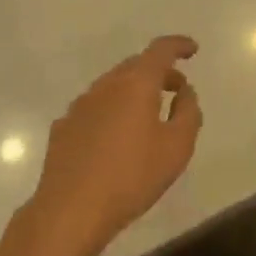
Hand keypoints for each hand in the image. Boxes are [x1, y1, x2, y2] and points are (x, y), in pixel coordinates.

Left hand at [25, 36, 202, 255]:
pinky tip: (115, 139)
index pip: (160, 50)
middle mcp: (105, 85)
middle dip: (159, 72)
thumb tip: (184, 92)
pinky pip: (95, 108)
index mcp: (135, 84)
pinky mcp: (63, 127)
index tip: (192, 49)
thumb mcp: (177, 147)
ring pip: (113, 86)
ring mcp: (80, 105)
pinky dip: (112, 111)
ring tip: (148, 116)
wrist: (71, 210)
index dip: (178, 45)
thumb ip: (188, 112)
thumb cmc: (132, 177)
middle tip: (176, 89)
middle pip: (135, 66)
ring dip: (134, 91)